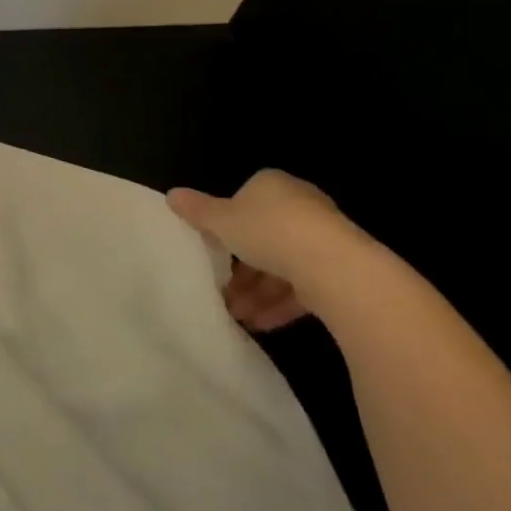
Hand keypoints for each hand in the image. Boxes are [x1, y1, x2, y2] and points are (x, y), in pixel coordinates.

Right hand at [167, 170, 369, 330]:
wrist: (334, 267)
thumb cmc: (269, 231)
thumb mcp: (221, 221)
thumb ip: (197, 210)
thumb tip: (171, 195)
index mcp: (272, 186)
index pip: (244, 202)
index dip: (226, 227)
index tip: (212, 252)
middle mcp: (300, 206)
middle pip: (263, 237)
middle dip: (241, 268)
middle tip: (222, 291)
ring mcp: (323, 239)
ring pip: (282, 264)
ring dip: (257, 292)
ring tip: (237, 316)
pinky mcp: (340, 270)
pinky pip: (303, 286)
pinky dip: (281, 304)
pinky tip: (262, 324)